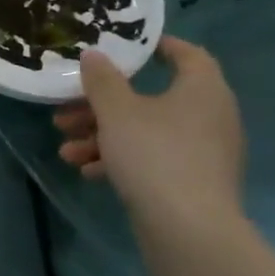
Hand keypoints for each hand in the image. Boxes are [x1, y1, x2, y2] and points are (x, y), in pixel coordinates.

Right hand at [53, 37, 245, 229]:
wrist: (188, 228)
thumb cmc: (154, 154)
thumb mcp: (117, 111)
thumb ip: (103, 80)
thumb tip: (94, 54)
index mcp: (202, 89)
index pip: (188, 54)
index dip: (156, 47)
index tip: (125, 48)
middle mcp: (209, 116)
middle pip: (150, 98)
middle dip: (102, 106)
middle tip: (67, 111)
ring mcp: (202, 152)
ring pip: (145, 132)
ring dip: (102, 136)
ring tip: (65, 149)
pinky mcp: (191, 181)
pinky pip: (151, 159)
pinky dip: (120, 159)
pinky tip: (86, 170)